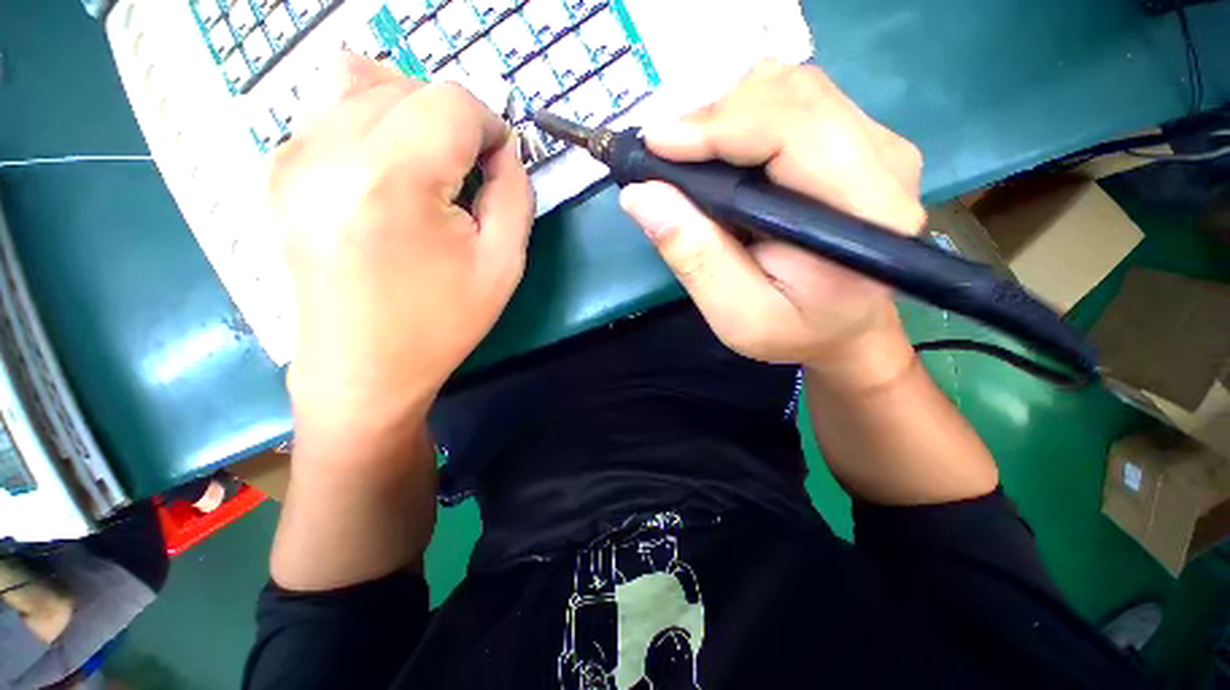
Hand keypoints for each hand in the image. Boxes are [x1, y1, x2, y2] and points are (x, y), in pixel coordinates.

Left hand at [269, 55, 533, 436]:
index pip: (451, 103)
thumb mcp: (503, 264)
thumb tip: (505, 152)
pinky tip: (386, 174)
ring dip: (410, 112)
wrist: (362, 368)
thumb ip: (514, 195)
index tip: (500, 162)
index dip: (490, 125)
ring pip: (362, 80)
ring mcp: (289, 155)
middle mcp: (326, 150)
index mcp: (390, 180)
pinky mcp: (276, 169)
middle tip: (469, 173)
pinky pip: (329, 109)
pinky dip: (371, 123)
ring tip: (427, 165)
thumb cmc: (440, 323)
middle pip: (409, 85)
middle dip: (453, 121)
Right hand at [620, 61, 924, 387]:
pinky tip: (722, 153)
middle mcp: (884, 163)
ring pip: (792, 88)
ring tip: (690, 156)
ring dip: (728, 112)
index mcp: (865, 215)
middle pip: (794, 94)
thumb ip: (695, 258)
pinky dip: (744, 116)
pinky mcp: (859, 141)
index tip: (656, 144)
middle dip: (717, 115)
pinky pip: (795, 102)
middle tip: (667, 154)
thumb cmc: (793, 331)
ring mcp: (876, 144)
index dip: (720, 125)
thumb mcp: (736, 315)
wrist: (842, 329)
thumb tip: (641, 196)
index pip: (796, 129)